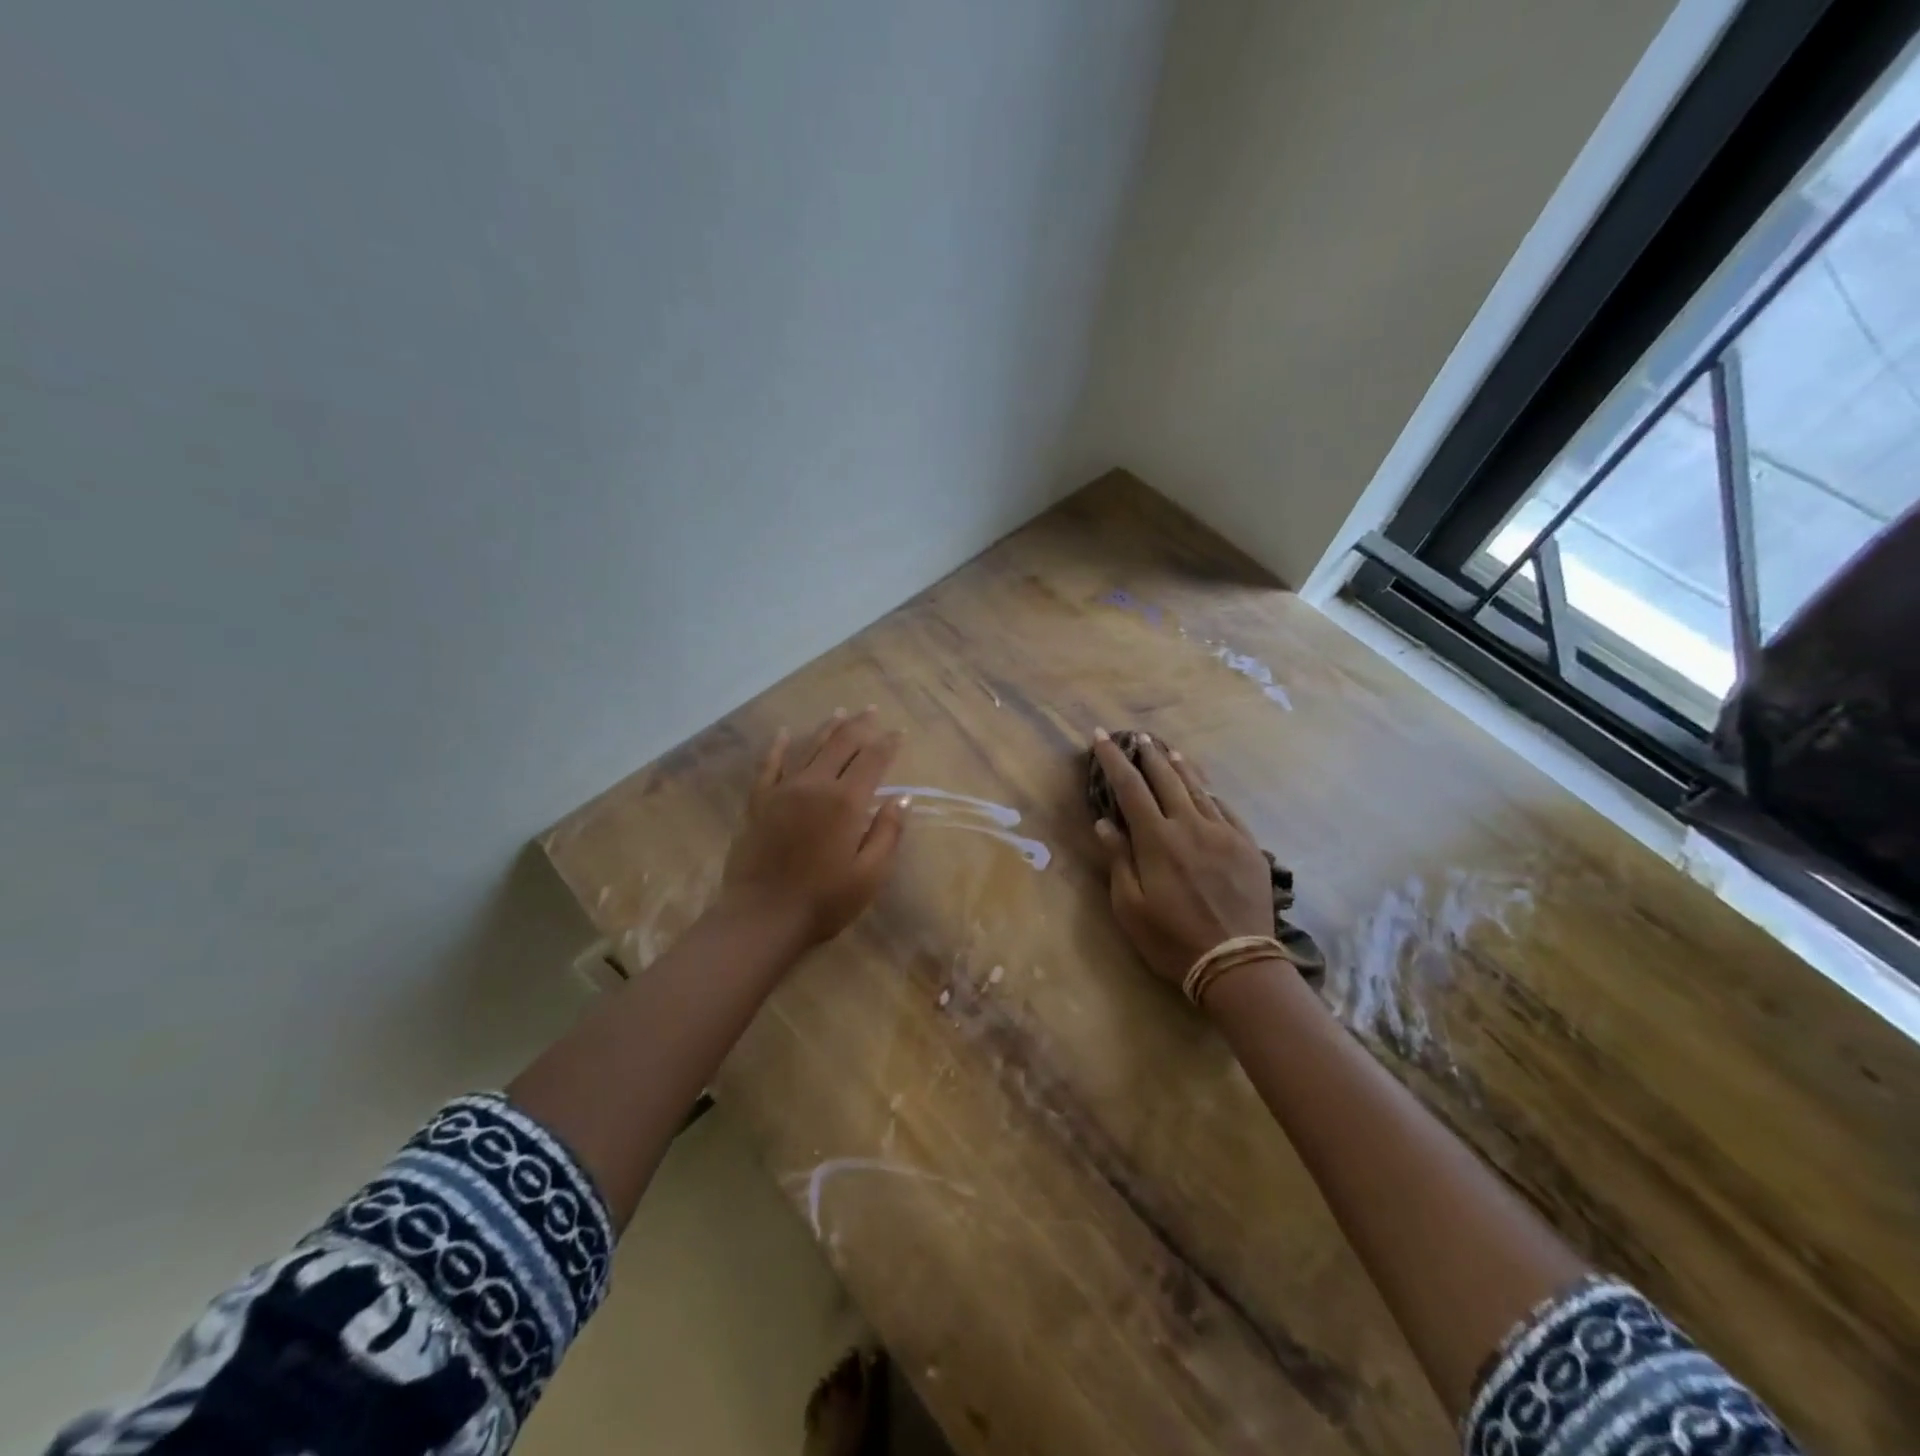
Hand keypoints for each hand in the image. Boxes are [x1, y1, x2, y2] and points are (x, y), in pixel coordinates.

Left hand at [718, 709, 910, 950]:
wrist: (761, 917)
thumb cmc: (824, 900)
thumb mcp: (870, 874)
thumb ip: (888, 832)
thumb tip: (902, 798)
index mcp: (846, 801)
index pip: (873, 760)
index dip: (888, 743)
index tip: (899, 733)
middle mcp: (815, 784)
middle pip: (841, 743)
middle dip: (860, 725)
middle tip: (872, 712)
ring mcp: (782, 790)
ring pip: (808, 746)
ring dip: (827, 728)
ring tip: (840, 713)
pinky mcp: (758, 802)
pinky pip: (769, 764)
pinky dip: (779, 746)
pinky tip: (785, 733)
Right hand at [1089, 729, 1274, 991]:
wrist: (1237, 962)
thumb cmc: (1172, 939)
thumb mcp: (1130, 907)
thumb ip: (1118, 860)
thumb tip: (1104, 823)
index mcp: (1157, 840)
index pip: (1130, 787)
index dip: (1114, 760)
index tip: (1101, 738)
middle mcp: (1190, 826)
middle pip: (1166, 779)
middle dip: (1148, 755)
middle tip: (1137, 737)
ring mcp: (1223, 833)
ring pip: (1199, 788)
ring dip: (1180, 767)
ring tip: (1168, 750)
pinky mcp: (1248, 846)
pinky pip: (1226, 809)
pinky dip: (1210, 793)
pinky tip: (1206, 789)